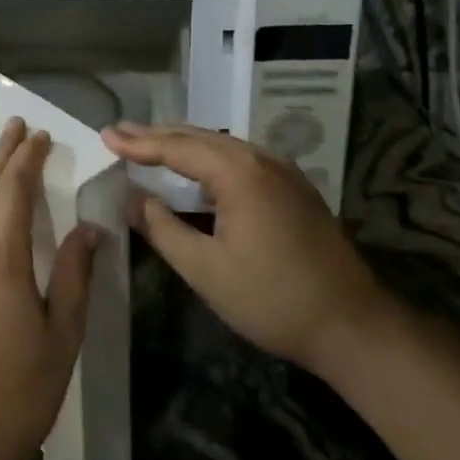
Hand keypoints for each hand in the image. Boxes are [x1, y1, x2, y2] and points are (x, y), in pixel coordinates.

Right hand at [101, 121, 385, 374]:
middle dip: (157, 135)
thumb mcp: (206, 270)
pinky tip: (197, 167)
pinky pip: (240, 158)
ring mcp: (282, 171)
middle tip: (120, 132)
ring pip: (221, 144)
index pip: (176, 147)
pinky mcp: (293, 188)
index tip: (105, 135)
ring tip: (149, 143)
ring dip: (183, 143)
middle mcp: (260, 159)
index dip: (138, 143)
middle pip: (199, 137)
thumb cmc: (272, 299)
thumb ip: (162, 229)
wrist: (354, 326)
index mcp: (237, 173)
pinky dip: (208, 156)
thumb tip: (131, 199)